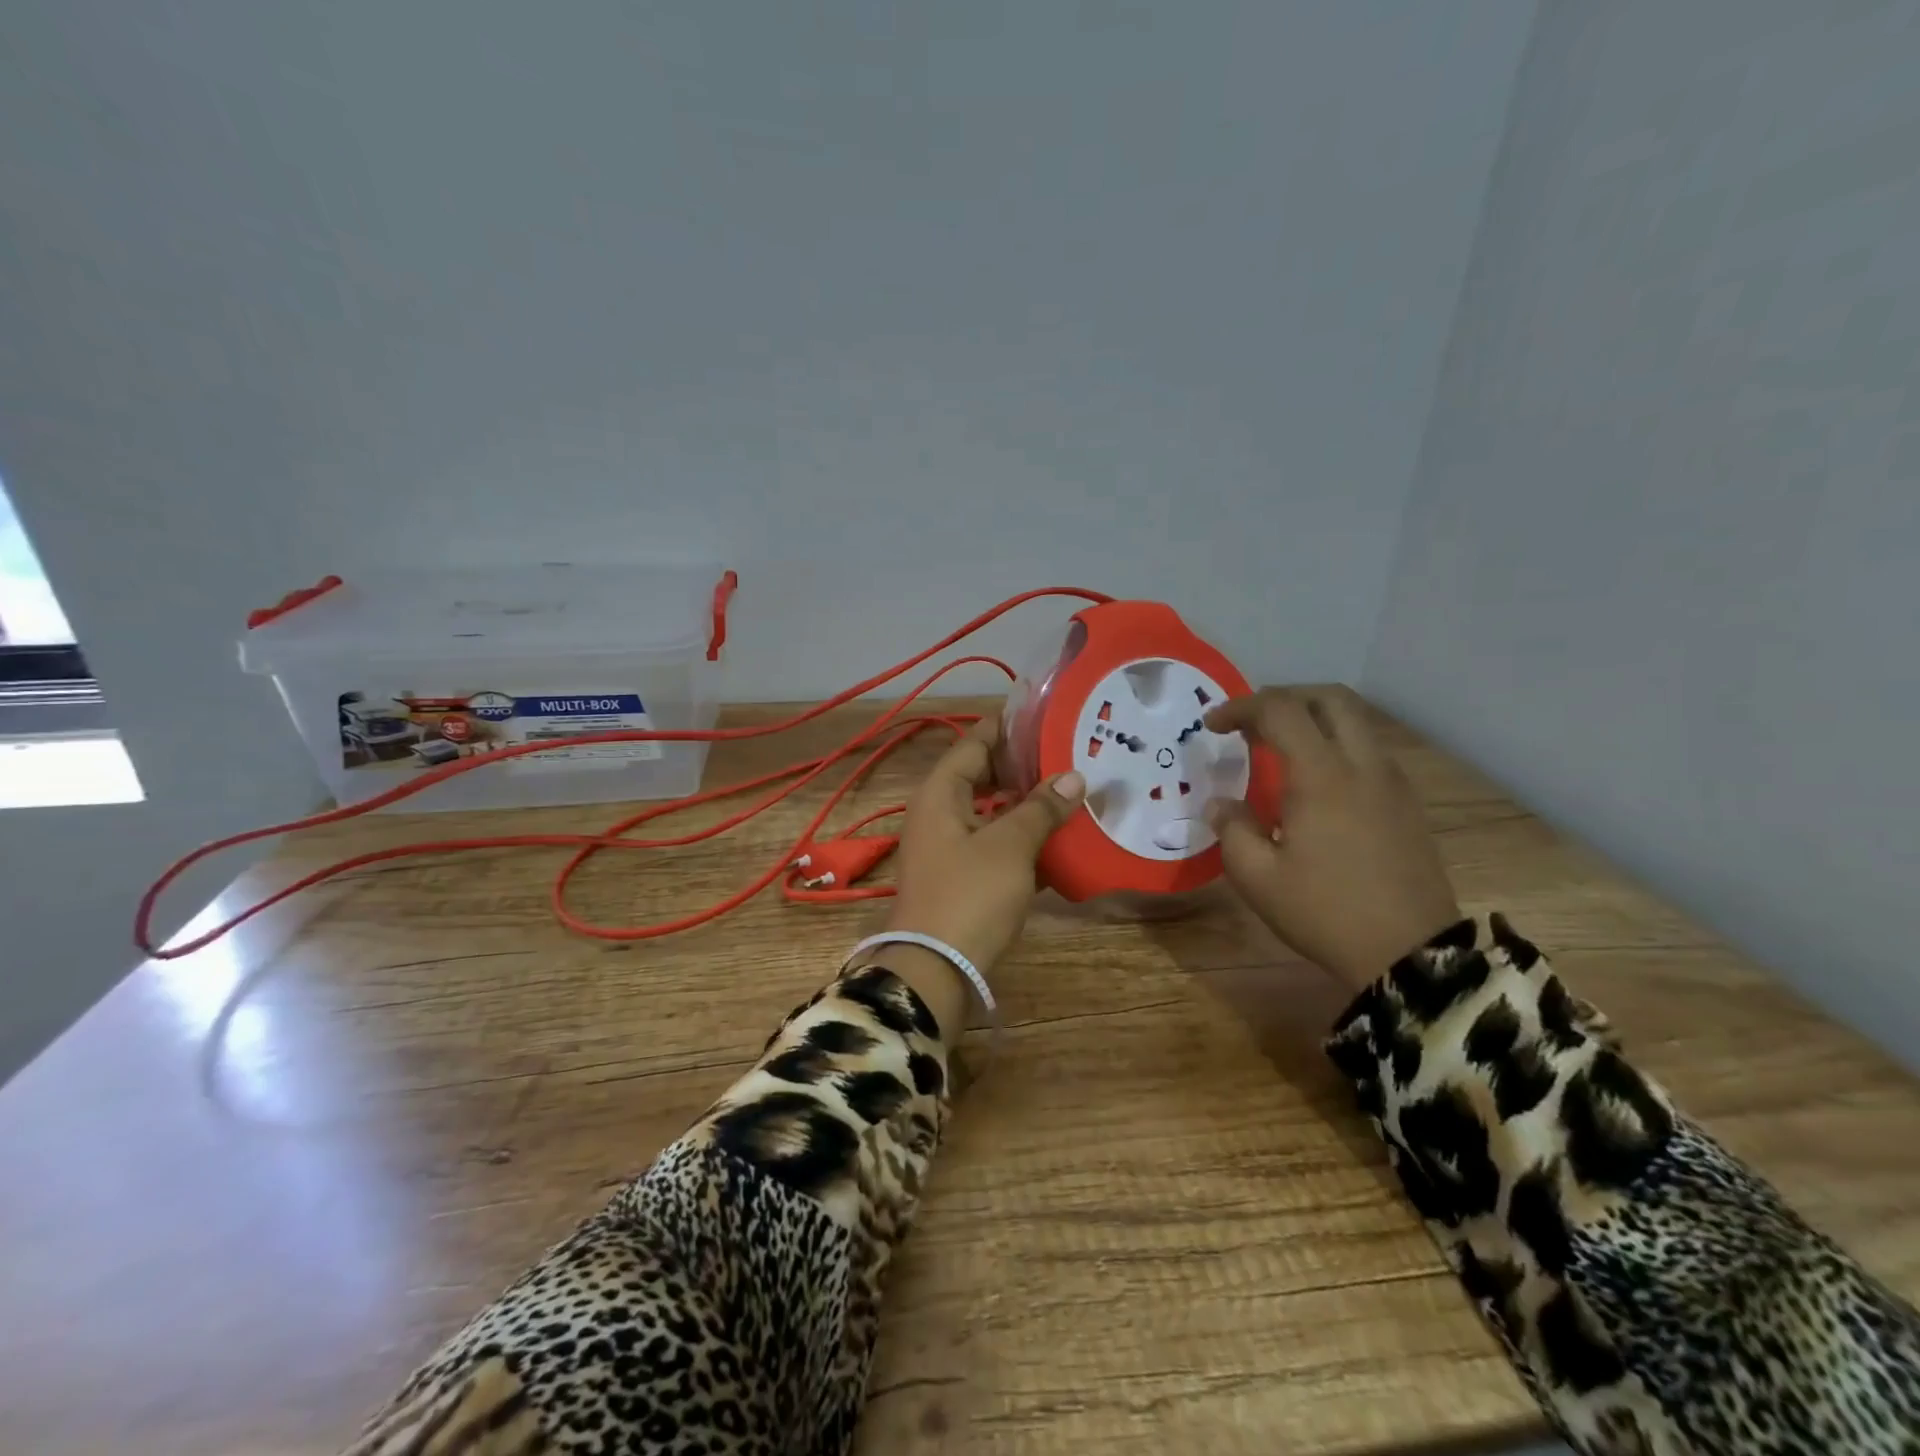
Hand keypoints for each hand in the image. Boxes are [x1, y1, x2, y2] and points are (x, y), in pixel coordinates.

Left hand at [888, 719, 1085, 974]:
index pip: (975, 742)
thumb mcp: (1009, 845)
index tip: (1048, 717)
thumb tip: (1073, 776)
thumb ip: (1041, 808)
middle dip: (1024, 767)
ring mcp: (949, 847)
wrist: (935, 969)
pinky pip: (995, 846)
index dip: (1009, 728)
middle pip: (983, 776)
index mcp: (941, 793)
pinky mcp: (962, 878)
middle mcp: (939, 813)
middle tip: (1069, 756)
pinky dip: (1022, 841)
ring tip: (1072, 794)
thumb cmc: (970, 895)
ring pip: (992, 813)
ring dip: (1027, 805)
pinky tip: (1060, 842)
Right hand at [1204, 686, 1460, 993]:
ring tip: (1280, 750)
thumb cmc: (1324, 912)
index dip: (1241, 708)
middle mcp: (1363, 765)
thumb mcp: (1257, 877)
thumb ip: (1232, 829)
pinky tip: (1316, 784)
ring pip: (1356, 722)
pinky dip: (1337, 745)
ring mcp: (1392, 783)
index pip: (1280, 710)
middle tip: (1253, 722)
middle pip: (1330, 698)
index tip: (1213, 726)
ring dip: (1314, 720)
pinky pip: (1370, 751)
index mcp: (1322, 776)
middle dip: (1285, 697)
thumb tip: (1221, 803)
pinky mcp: (1407, 804)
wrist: (1410, 954)